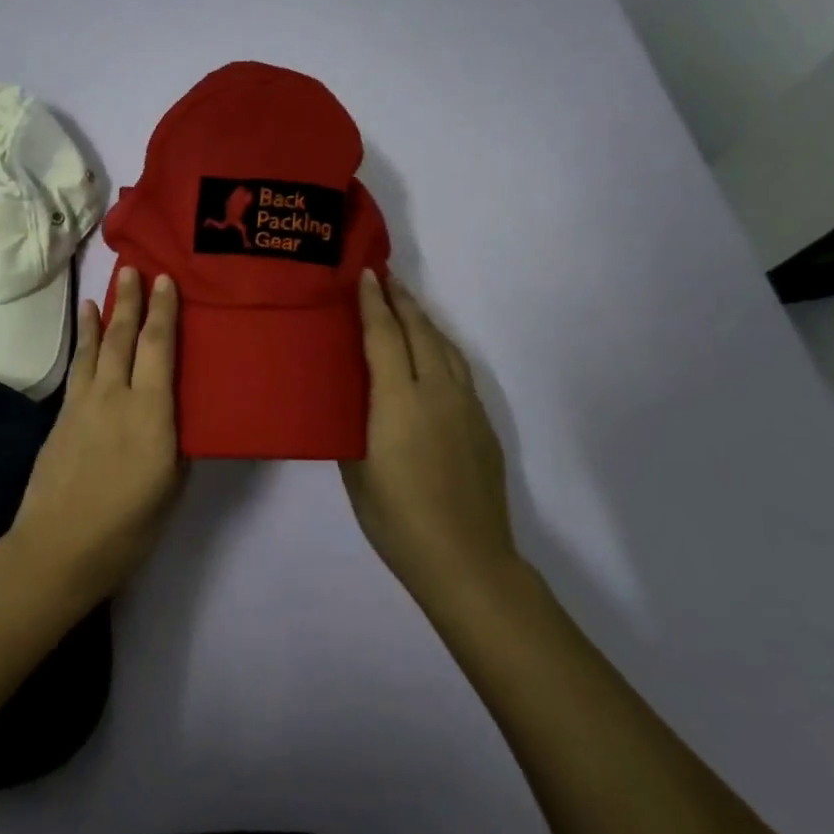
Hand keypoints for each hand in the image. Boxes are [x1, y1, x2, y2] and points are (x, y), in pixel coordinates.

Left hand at [10, 266, 183, 598]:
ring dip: (103, 317)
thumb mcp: (170, 488)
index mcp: (151, 413)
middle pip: (124, 338)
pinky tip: (84, 335)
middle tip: (133, 269)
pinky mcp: (62, 417)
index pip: (160, 349)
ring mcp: (84, 404)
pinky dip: (82, 345)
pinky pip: (78, 369)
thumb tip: (174, 419)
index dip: (164, 312)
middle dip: (130, 301)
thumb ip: (175, 444)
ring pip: (96, 348)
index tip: (166, 280)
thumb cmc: (127, 526)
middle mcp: (116, 397)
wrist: (58, 547)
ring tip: (104, 291)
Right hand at [341, 269, 518, 605]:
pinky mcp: (483, 424)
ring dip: (425, 321)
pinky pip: (459, 370)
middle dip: (402, 300)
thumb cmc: (396, 519)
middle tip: (384, 277)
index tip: (365, 274)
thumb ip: (352, 424)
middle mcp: (437, 393)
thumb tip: (351, 397)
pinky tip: (432, 354)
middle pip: (421, 331)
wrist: (466, 559)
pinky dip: (440, 348)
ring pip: (446, 347)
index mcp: (399, 402)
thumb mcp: (356, 470)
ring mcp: (466, 407)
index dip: (374, 303)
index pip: (385, 336)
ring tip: (407, 306)